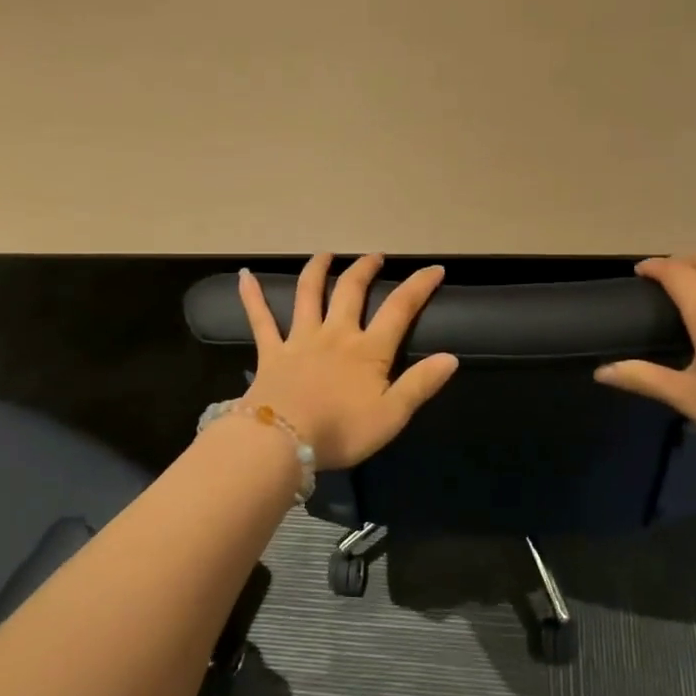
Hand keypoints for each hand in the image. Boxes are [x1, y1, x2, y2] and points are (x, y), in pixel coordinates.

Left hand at [237, 254, 459, 469]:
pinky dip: (252, 296)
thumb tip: (450, 357)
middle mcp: (336, 334)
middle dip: (365, 270)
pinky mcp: (271, 352)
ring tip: (325, 255)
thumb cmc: (341, 431)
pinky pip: (260, 319)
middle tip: (375, 256)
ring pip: (308, 294)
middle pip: (351, 291)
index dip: (418, 286)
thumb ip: (420, 384)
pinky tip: (244, 276)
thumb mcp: (392, 415)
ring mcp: (300, 339)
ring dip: (317, 270)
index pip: (399, 309)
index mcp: (368, 350)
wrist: (283, 441)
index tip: (434, 269)